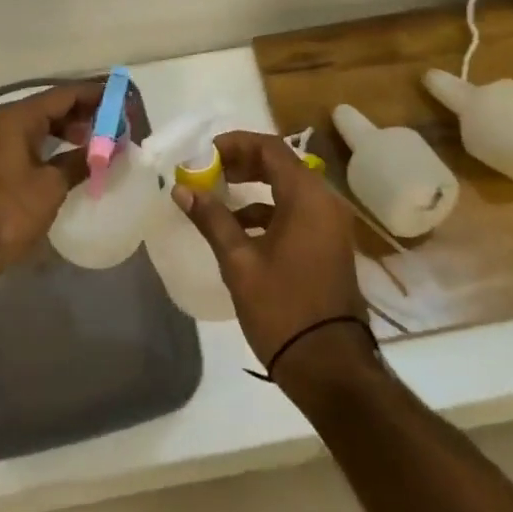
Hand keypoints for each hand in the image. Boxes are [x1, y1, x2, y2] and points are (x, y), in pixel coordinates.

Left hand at [0, 81, 101, 279]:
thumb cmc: (8, 211)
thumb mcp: (51, 186)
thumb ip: (80, 162)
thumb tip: (105, 151)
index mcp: (19, 117)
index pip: (64, 94)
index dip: (94, 95)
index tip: (121, 100)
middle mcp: (6, 121)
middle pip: (52, 106)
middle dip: (84, 112)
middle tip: (114, 123)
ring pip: (41, 124)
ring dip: (69, 129)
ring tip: (98, 142)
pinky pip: (31, 141)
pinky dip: (53, 144)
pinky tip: (71, 159)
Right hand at [173, 131, 367, 374]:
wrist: (330, 367)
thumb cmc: (283, 308)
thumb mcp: (239, 262)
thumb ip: (212, 219)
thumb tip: (182, 189)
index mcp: (306, 196)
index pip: (269, 148)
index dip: (235, 144)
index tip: (204, 153)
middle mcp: (324, 201)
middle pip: (280, 164)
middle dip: (242, 162)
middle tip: (209, 170)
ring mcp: (330, 224)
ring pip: (288, 188)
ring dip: (254, 186)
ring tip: (218, 196)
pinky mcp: (329, 245)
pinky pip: (297, 211)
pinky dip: (269, 210)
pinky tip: (240, 229)